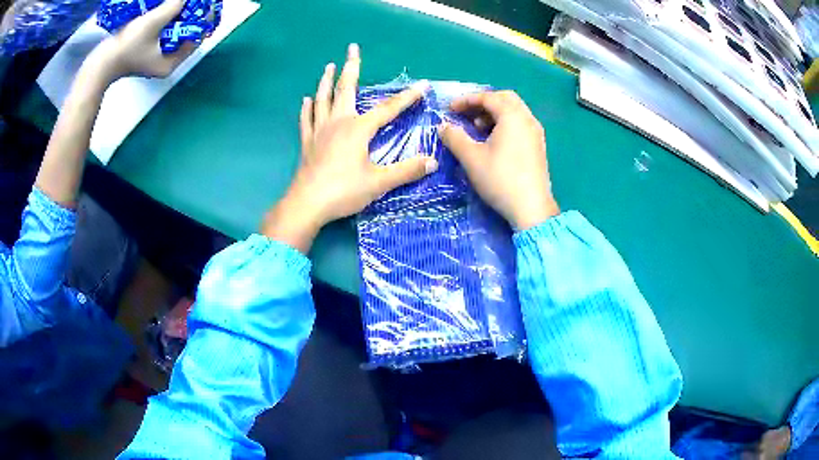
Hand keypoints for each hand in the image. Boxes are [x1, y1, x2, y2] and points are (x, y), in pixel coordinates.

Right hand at [88, 0, 196, 80]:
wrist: (100, 63)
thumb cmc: (126, 47)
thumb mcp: (153, 22)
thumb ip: (173, 7)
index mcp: (170, 63)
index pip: (195, 38)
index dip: (202, 19)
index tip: (205, 4)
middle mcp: (165, 62)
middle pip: (184, 34)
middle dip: (190, 16)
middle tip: (193, 1)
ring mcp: (154, 57)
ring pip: (173, 32)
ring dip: (177, 16)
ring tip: (181, 2)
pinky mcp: (145, 51)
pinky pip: (162, 32)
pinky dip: (166, 20)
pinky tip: (167, 8)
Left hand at [262, 44, 438, 252]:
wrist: (308, 204)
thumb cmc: (344, 191)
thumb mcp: (379, 182)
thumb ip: (406, 171)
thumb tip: (432, 162)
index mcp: (358, 128)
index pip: (388, 108)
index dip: (408, 97)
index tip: (423, 84)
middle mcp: (338, 122)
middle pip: (346, 89)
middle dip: (351, 67)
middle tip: (352, 48)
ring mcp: (319, 130)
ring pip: (323, 99)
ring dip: (327, 81)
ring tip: (329, 66)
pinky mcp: (307, 142)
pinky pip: (307, 119)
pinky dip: (308, 107)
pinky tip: (307, 99)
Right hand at [439, 91, 558, 229]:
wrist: (531, 208)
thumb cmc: (500, 179)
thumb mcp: (471, 158)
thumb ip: (454, 137)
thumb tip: (443, 127)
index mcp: (512, 116)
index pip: (488, 97)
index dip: (466, 100)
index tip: (450, 109)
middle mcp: (527, 119)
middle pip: (505, 99)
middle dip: (483, 102)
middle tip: (466, 114)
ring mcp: (536, 133)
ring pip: (514, 112)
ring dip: (494, 113)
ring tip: (477, 128)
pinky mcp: (538, 146)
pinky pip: (520, 124)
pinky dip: (505, 124)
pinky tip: (494, 141)